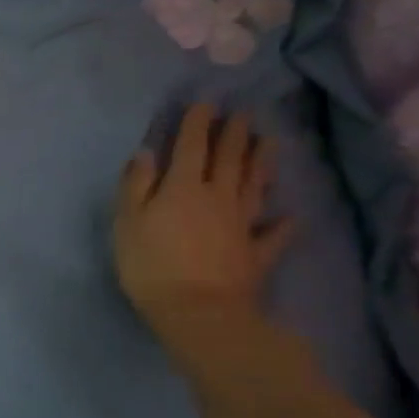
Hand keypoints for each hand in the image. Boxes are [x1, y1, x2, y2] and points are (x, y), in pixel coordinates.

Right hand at [113, 104, 293, 357]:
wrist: (198, 314)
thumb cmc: (151, 265)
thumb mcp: (127, 222)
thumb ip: (136, 184)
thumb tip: (147, 152)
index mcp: (183, 187)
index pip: (191, 146)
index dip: (198, 123)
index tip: (206, 102)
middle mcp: (217, 198)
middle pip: (229, 160)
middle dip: (235, 135)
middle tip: (244, 114)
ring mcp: (241, 226)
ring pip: (254, 187)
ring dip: (262, 163)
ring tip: (269, 142)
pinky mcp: (256, 255)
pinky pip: (273, 236)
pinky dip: (282, 224)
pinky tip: (291, 216)